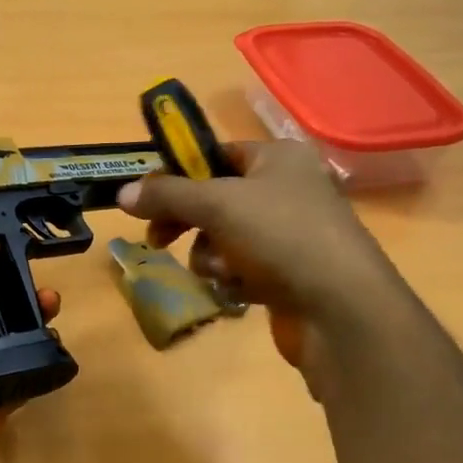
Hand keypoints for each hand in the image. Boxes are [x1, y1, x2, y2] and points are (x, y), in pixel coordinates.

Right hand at [118, 140, 405, 394]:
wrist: (339, 308)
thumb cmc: (281, 236)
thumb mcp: (217, 204)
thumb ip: (167, 195)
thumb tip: (123, 192)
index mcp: (279, 158)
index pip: (217, 155)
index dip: (180, 174)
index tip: (148, 198)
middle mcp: (287, 189)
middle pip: (216, 200)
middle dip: (188, 223)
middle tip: (157, 239)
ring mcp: (290, 234)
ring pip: (224, 239)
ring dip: (212, 256)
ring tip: (223, 270)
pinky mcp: (288, 274)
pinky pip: (242, 268)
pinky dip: (234, 278)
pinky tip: (242, 291)